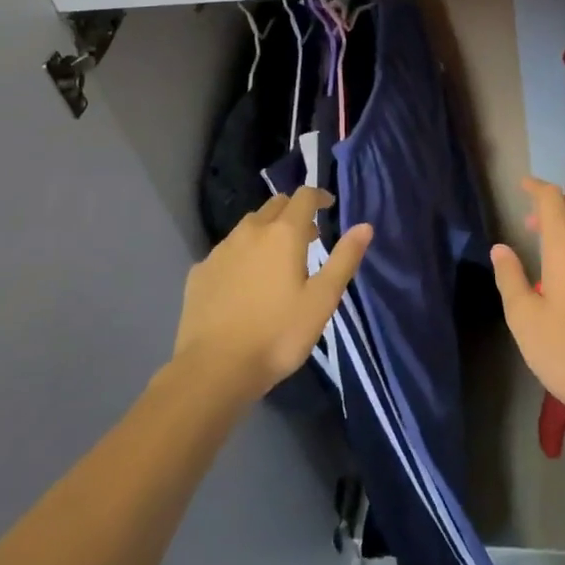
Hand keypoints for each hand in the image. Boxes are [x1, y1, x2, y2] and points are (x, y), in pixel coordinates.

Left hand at [172, 188, 371, 403]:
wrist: (214, 369)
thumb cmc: (277, 334)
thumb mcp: (322, 300)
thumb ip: (344, 259)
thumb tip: (364, 226)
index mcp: (283, 233)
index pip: (304, 197)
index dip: (319, 196)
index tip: (329, 206)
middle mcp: (250, 231)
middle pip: (275, 205)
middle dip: (293, 212)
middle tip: (308, 236)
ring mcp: (220, 251)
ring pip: (248, 226)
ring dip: (267, 231)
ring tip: (277, 259)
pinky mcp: (199, 272)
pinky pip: (227, 251)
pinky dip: (242, 254)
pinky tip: (244, 281)